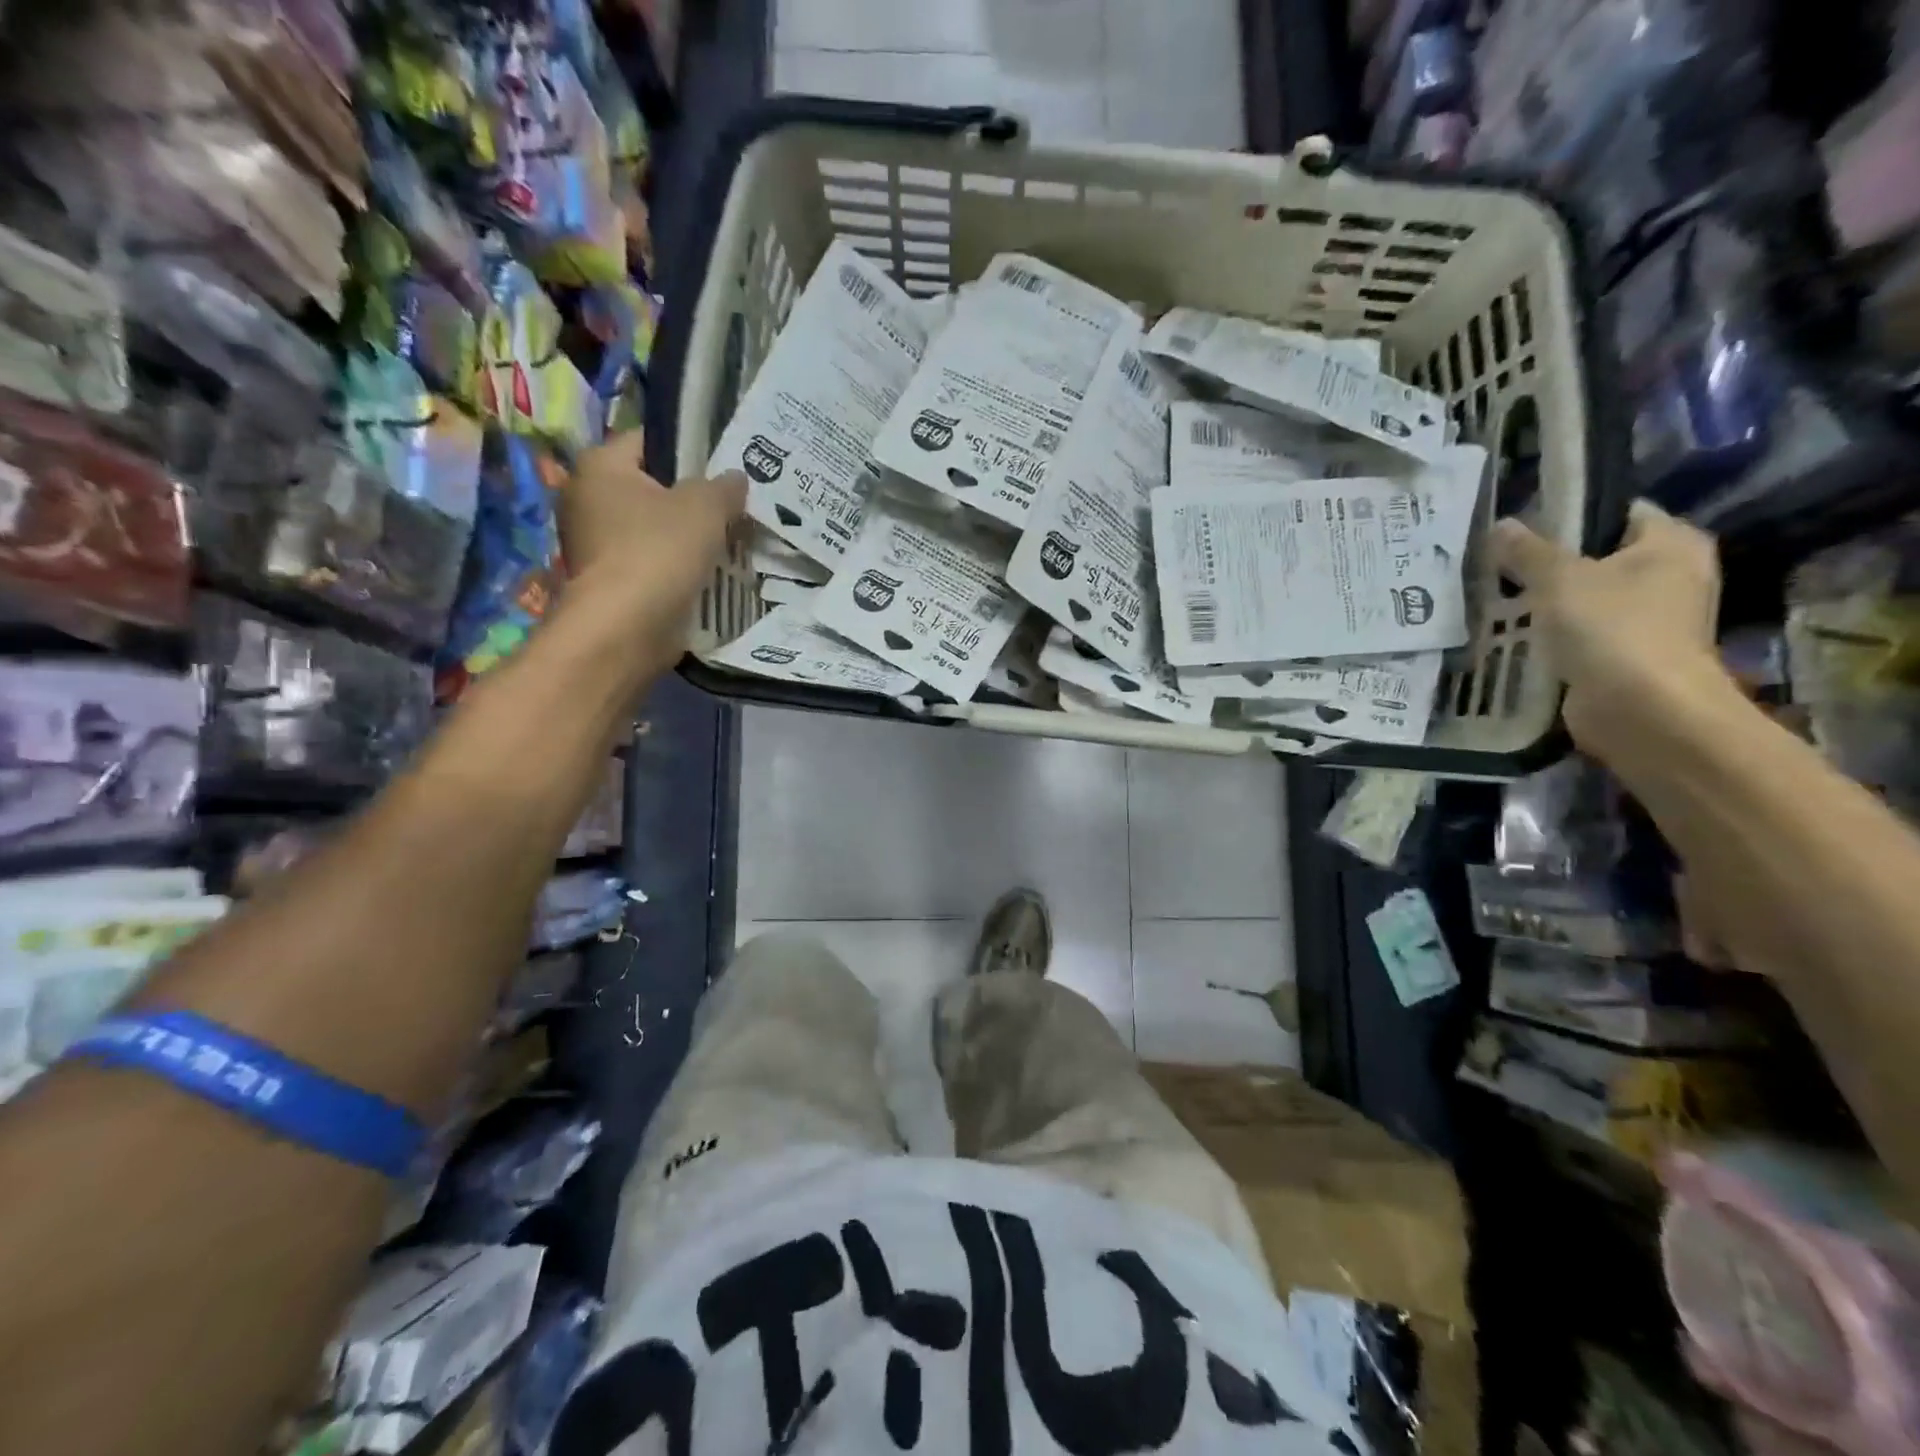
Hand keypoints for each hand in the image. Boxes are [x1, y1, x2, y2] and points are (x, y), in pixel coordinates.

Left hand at [557, 433, 746, 664]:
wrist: (627, 627)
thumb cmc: (660, 551)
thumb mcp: (705, 506)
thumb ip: (724, 487)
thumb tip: (736, 479)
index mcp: (599, 466)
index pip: (647, 441)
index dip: (687, 449)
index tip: (722, 468)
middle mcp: (586, 499)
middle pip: (651, 488)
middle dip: (691, 499)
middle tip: (733, 507)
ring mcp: (594, 545)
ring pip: (653, 529)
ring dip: (686, 537)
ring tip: (729, 542)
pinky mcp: (609, 582)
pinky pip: (651, 563)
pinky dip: (676, 567)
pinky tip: (709, 573)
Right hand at [1492, 500, 1728, 760]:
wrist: (1642, 710)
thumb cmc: (1612, 628)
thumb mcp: (1558, 579)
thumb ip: (1527, 551)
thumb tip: (1500, 524)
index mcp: (1672, 543)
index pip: (1619, 512)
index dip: (1570, 514)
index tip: (1521, 526)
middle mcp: (1673, 575)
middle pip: (1601, 556)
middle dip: (1552, 562)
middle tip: (1499, 563)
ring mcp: (1654, 619)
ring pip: (1590, 597)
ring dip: (1550, 601)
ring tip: (1498, 597)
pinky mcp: (1630, 656)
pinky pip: (1585, 633)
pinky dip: (1556, 634)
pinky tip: (1516, 634)